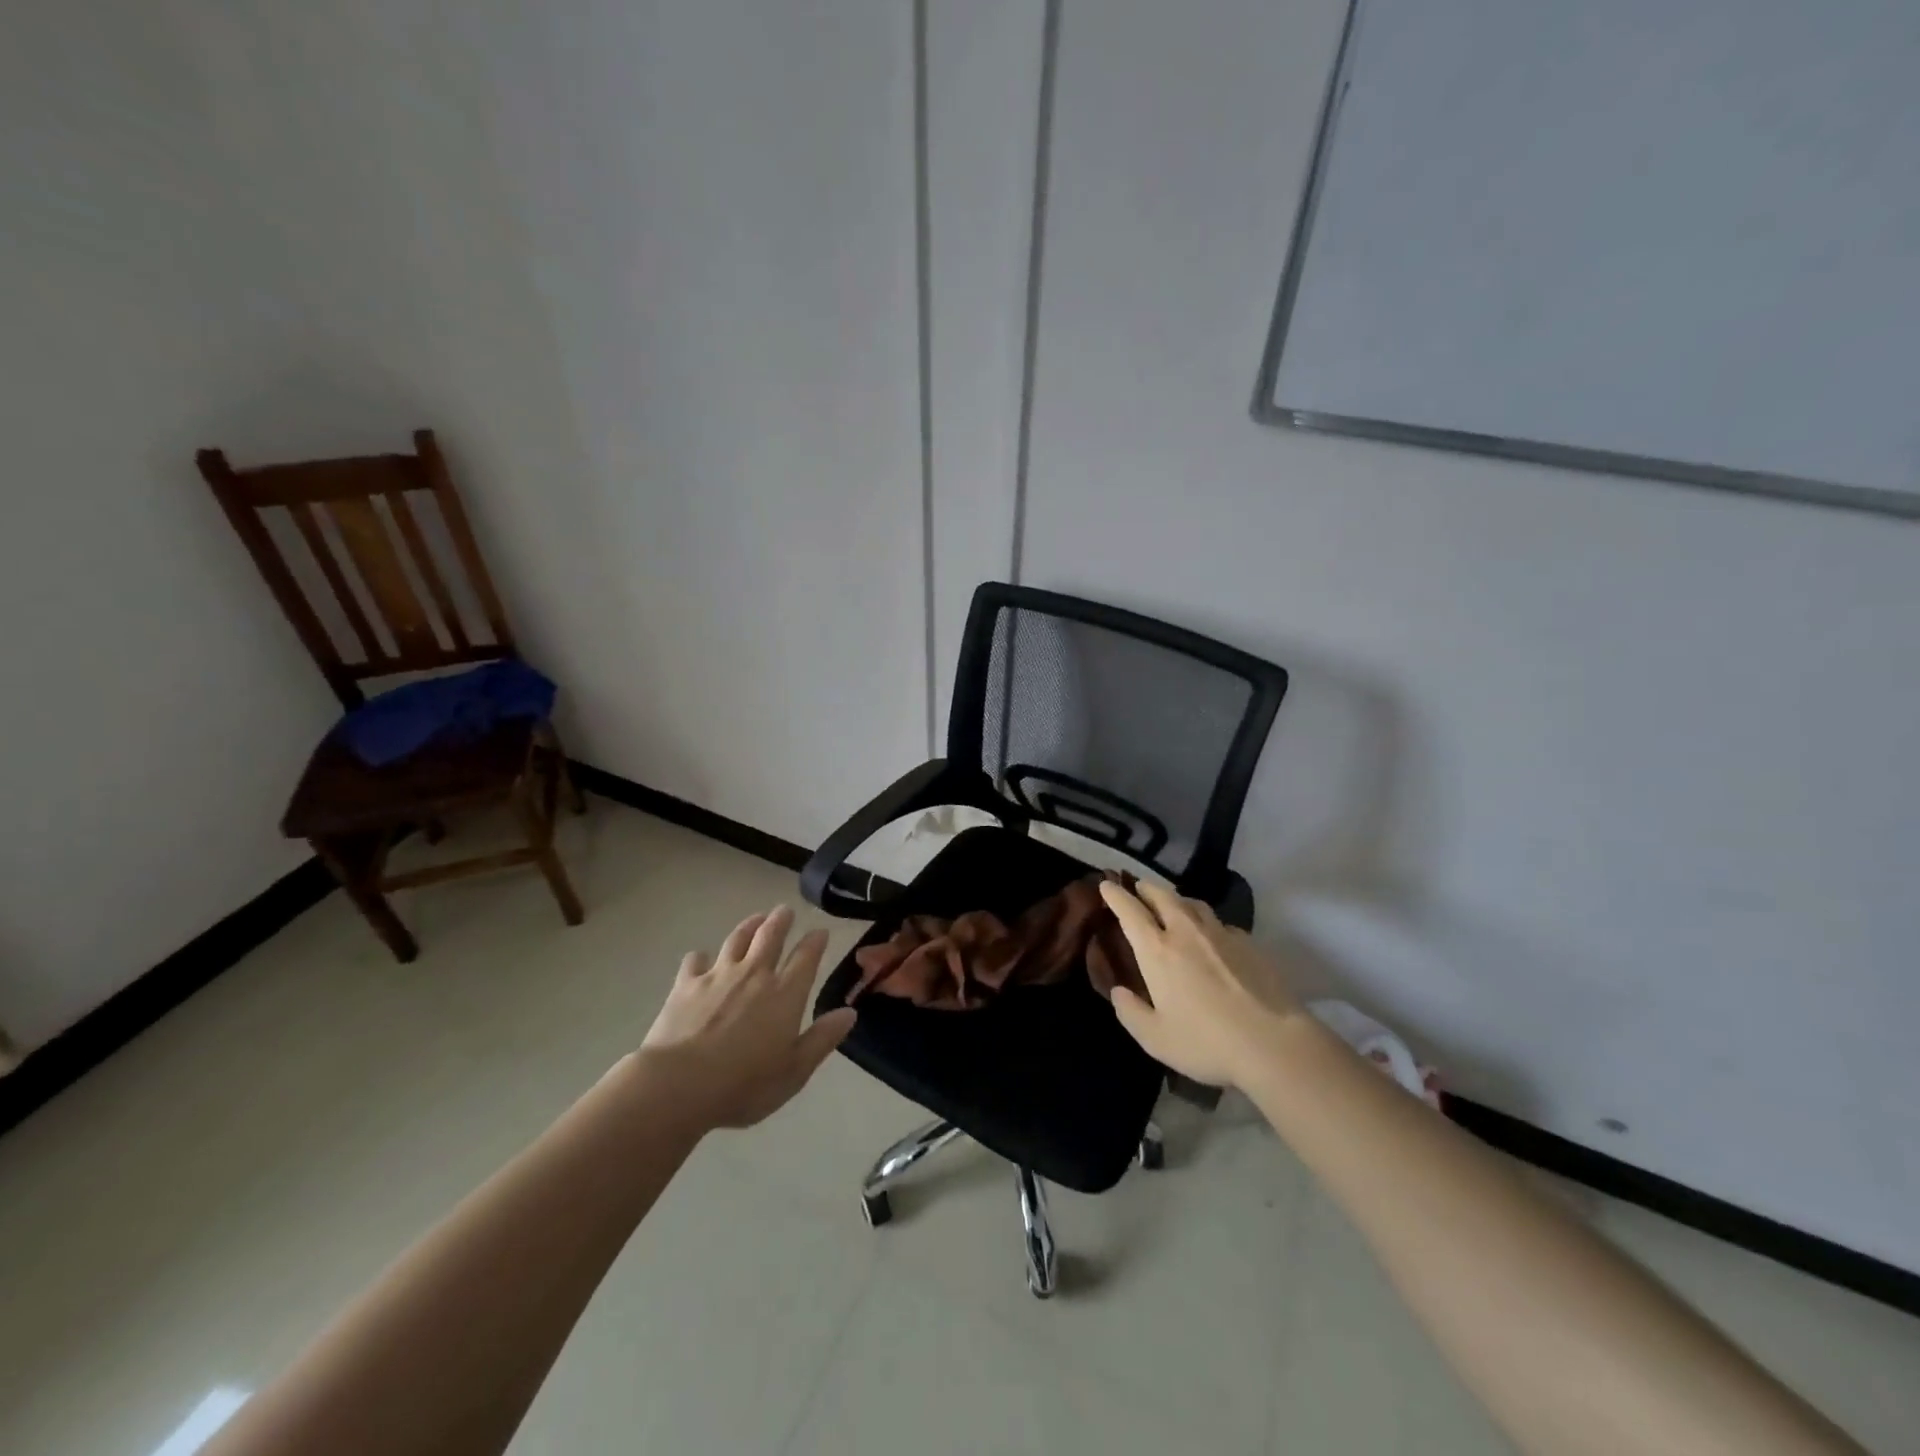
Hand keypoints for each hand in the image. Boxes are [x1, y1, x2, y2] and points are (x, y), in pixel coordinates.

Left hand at [637, 906, 855, 1130]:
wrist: (679, 1085)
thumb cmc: (744, 1084)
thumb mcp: (795, 1070)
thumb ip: (823, 1038)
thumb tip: (850, 1012)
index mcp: (785, 993)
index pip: (806, 956)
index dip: (816, 941)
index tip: (821, 931)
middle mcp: (754, 974)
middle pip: (770, 936)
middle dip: (781, 920)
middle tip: (785, 910)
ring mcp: (718, 975)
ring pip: (736, 939)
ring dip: (748, 926)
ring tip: (755, 919)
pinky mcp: (685, 985)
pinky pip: (695, 961)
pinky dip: (701, 957)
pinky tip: (701, 959)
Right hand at [1099, 880, 1301, 1088]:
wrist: (1274, 1042)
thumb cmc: (1207, 1042)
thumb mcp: (1155, 1039)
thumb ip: (1131, 1013)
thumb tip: (1119, 992)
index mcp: (1157, 950)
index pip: (1130, 911)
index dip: (1116, 895)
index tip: (1106, 884)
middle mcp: (1186, 931)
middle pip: (1162, 895)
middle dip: (1146, 888)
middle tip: (1138, 887)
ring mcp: (1220, 933)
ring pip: (1193, 903)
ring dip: (1176, 899)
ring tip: (1172, 906)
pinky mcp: (1248, 943)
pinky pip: (1219, 922)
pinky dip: (1206, 922)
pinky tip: (1211, 937)